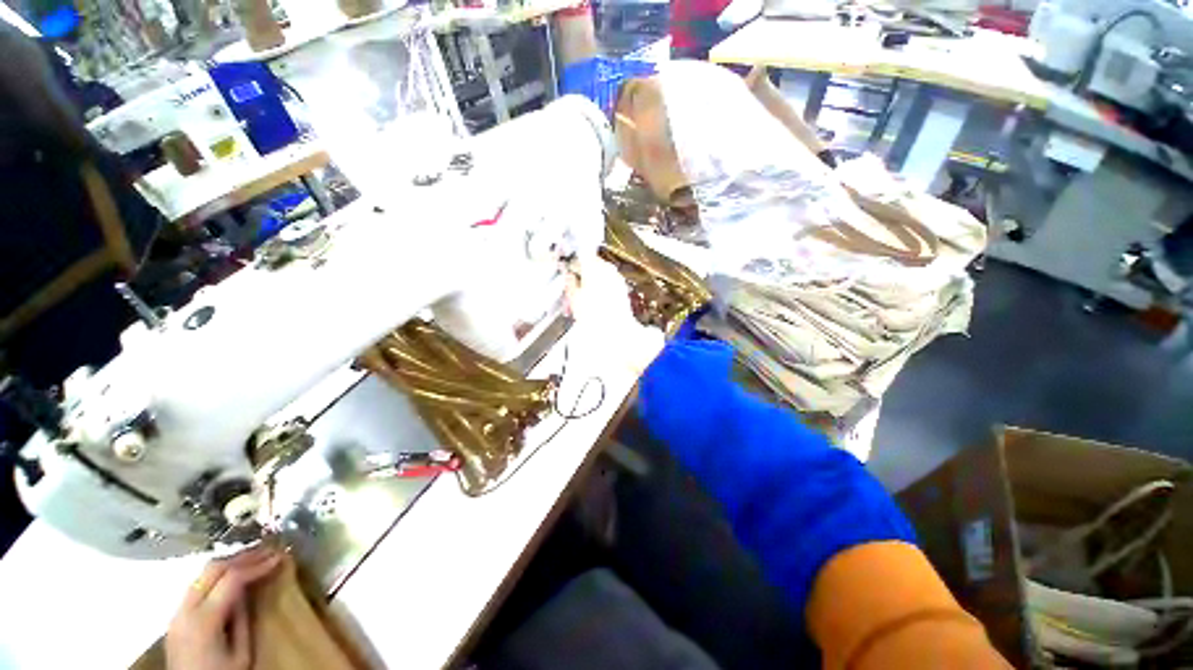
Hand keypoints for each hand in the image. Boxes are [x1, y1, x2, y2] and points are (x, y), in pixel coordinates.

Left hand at [166, 546, 282, 669]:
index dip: (257, 564)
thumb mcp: (241, 654)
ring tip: (253, 560)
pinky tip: (232, 578)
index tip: (279, 556)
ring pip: (202, 575)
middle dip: (242, 557)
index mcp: (203, 620)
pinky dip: (217, 576)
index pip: (231, 579)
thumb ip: (243, 620)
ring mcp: (176, 613)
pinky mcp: (176, 618)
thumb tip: (251, 590)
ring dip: (229, 564)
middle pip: (212, 569)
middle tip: (268, 551)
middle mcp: (185, 610)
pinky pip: (197, 586)